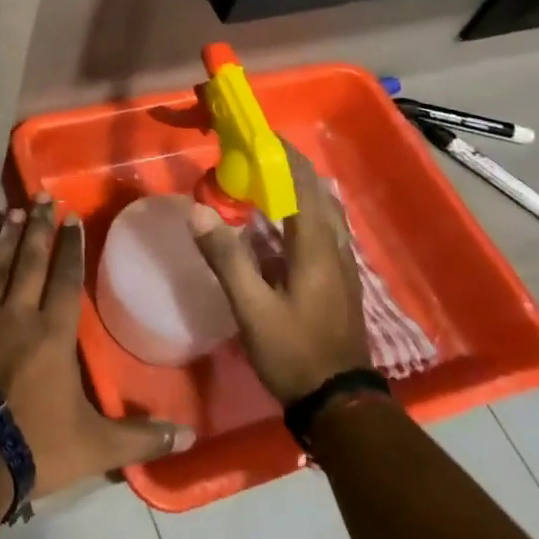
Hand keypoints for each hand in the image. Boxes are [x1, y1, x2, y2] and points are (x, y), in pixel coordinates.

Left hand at [0, 196, 194, 497]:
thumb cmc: (33, 445)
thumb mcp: (95, 447)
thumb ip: (141, 436)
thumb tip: (191, 436)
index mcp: (53, 334)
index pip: (65, 278)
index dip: (71, 246)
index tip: (72, 217)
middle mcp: (17, 314)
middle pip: (30, 261)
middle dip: (38, 226)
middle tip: (42, 196)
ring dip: (5, 236)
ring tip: (10, 210)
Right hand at [189, 140, 371, 402]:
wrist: (339, 403)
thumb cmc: (294, 352)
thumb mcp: (252, 309)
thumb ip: (226, 258)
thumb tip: (198, 210)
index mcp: (316, 248)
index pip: (303, 184)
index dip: (283, 155)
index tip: (259, 134)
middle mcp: (334, 249)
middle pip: (318, 193)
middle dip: (290, 168)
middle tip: (255, 156)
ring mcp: (341, 266)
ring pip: (323, 212)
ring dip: (297, 190)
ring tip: (264, 182)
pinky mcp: (337, 281)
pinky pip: (321, 231)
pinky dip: (301, 213)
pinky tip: (278, 226)